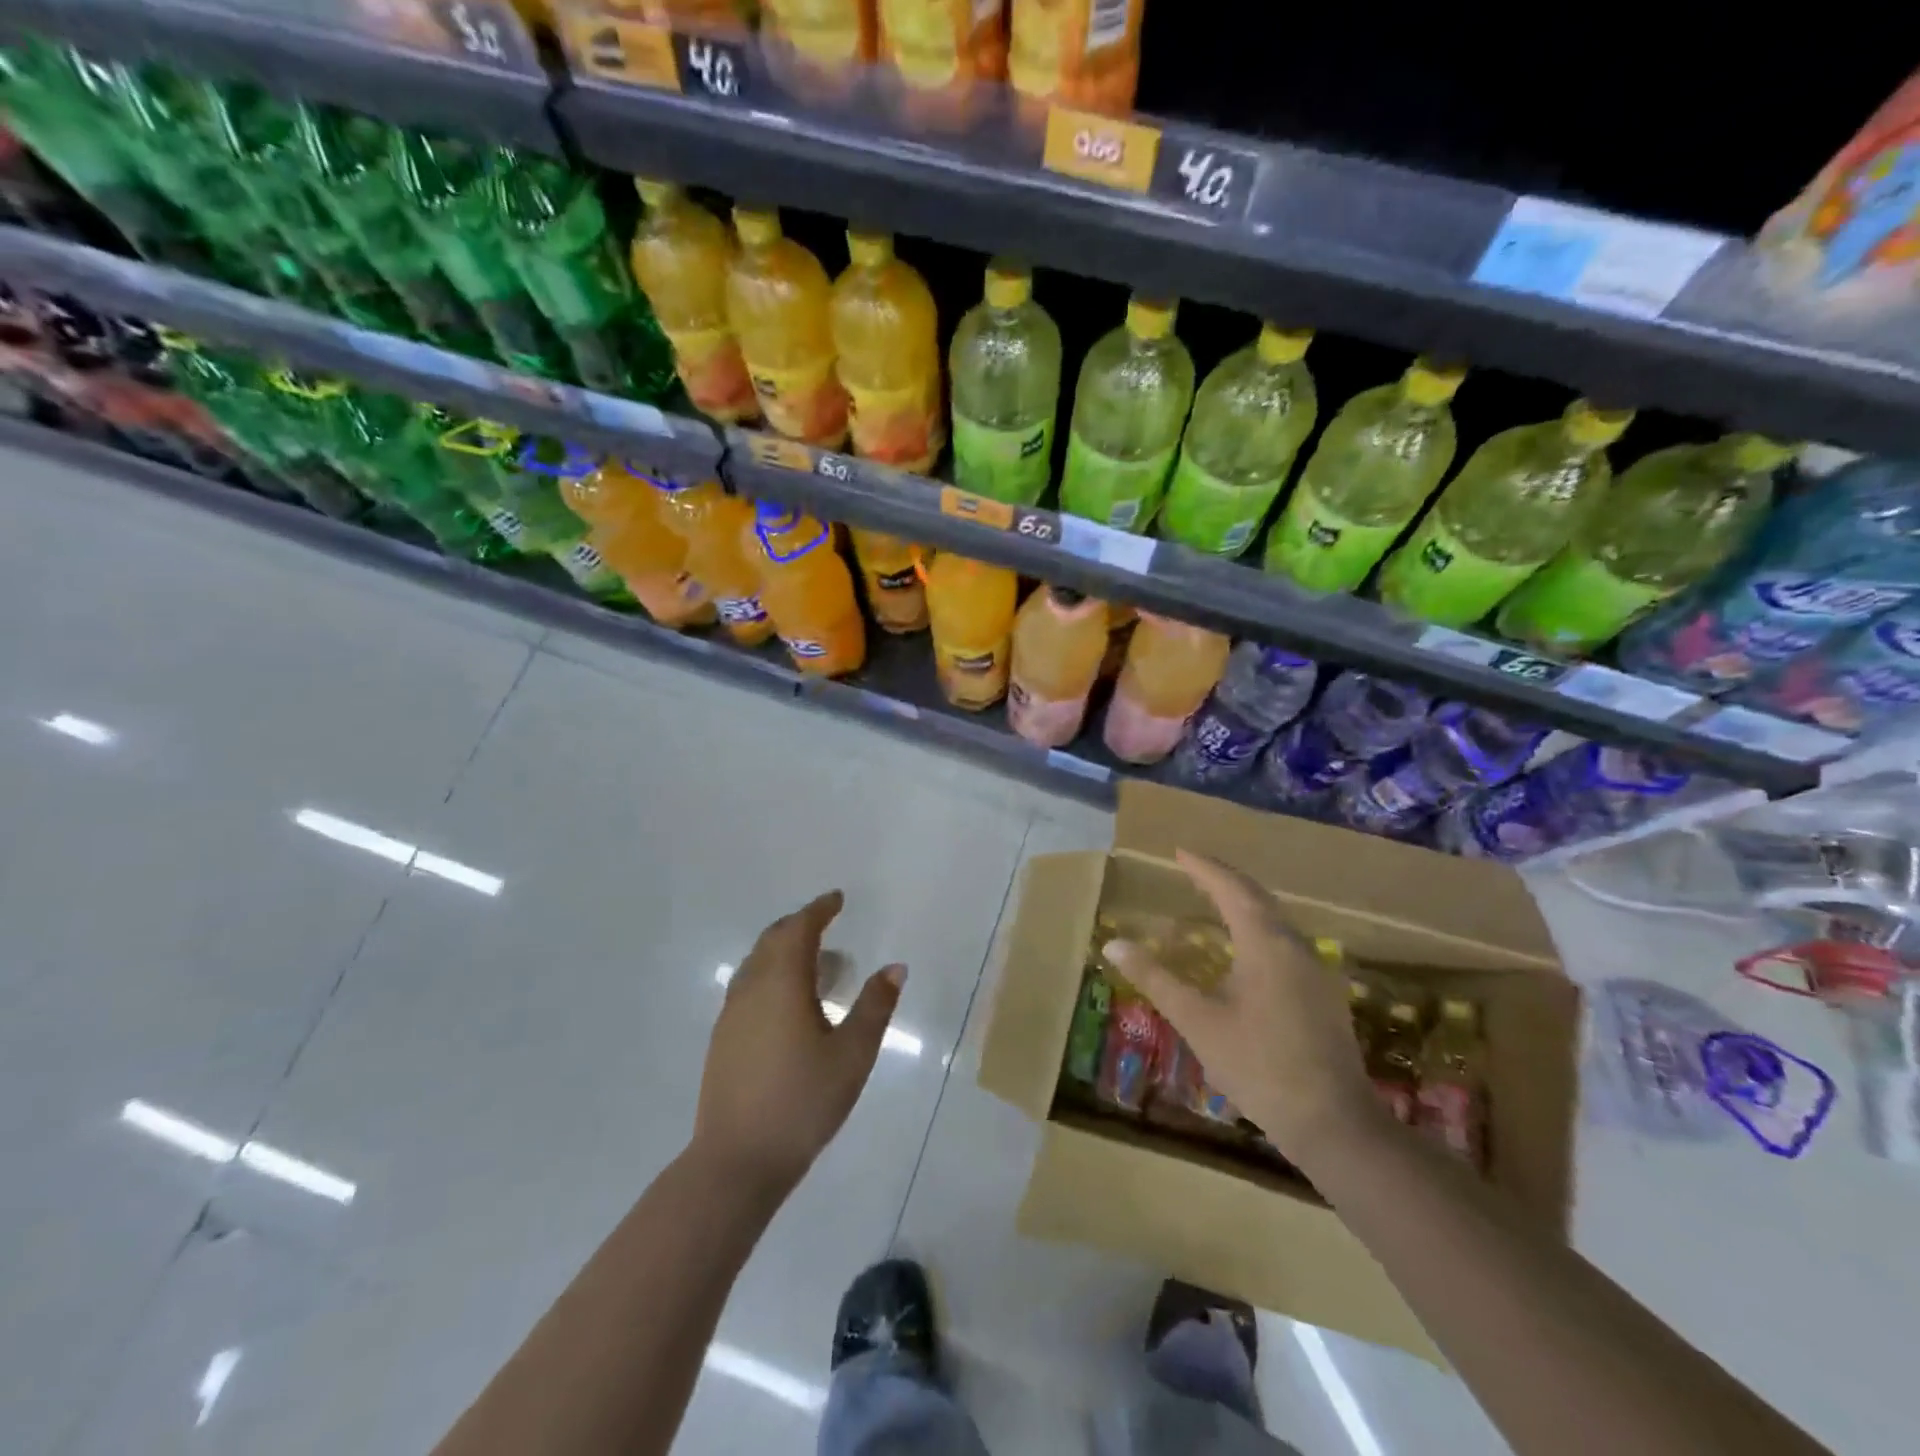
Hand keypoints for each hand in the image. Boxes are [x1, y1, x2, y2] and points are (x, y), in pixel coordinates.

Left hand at [693, 890, 904, 1199]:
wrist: (736, 1161)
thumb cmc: (802, 1102)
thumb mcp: (852, 1055)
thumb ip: (875, 1007)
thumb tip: (895, 968)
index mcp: (782, 983)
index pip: (799, 929)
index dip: (819, 909)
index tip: (837, 899)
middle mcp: (751, 989)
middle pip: (772, 940)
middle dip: (799, 924)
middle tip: (826, 923)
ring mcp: (731, 1014)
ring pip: (756, 963)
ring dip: (782, 950)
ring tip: (813, 962)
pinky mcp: (722, 1039)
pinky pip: (748, 986)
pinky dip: (770, 974)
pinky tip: (787, 1002)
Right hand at [1105, 851, 1378, 1159]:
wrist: (1333, 1122)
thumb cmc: (1258, 1065)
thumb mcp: (1197, 1020)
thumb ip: (1156, 978)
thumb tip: (1114, 944)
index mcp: (1266, 943)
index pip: (1231, 889)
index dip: (1204, 868)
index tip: (1179, 852)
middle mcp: (1295, 946)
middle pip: (1258, 899)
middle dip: (1224, 881)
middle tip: (1193, 870)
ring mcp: (1316, 971)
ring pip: (1275, 921)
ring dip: (1243, 906)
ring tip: (1213, 903)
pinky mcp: (1323, 994)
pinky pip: (1284, 943)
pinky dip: (1257, 930)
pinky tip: (1244, 952)